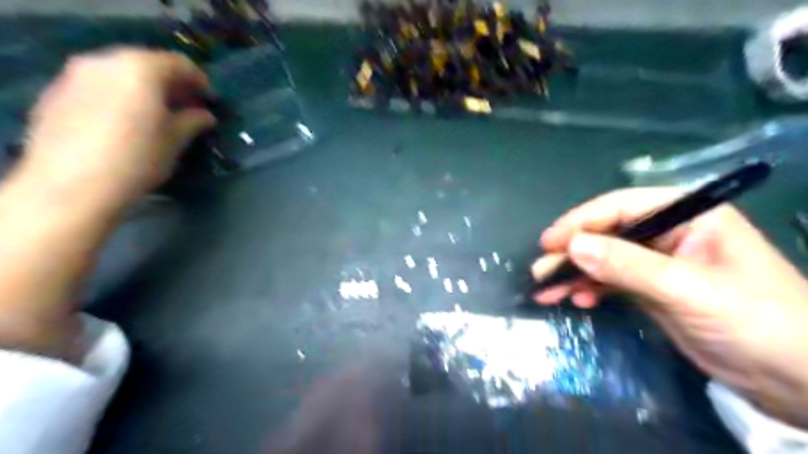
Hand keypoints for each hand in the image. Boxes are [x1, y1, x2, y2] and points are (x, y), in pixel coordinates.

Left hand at [20, 47, 215, 205]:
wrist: (72, 185)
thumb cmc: (138, 159)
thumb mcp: (175, 141)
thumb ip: (193, 121)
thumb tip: (205, 115)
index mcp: (140, 69)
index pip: (178, 63)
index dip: (199, 80)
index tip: (210, 99)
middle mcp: (104, 62)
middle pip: (146, 63)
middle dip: (170, 83)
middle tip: (187, 106)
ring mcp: (76, 75)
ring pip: (120, 72)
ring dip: (144, 88)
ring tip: (159, 113)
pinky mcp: (58, 93)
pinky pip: (99, 85)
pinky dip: (120, 95)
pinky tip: (128, 120)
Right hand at [532, 188, 807, 428]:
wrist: (795, 379)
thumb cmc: (755, 322)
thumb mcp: (687, 290)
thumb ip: (628, 265)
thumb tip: (572, 246)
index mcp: (687, 216)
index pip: (622, 207)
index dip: (582, 221)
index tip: (549, 242)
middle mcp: (669, 233)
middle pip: (607, 234)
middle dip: (572, 253)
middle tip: (540, 271)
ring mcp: (658, 262)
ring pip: (604, 259)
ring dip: (575, 274)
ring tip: (547, 291)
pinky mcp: (652, 289)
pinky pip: (611, 281)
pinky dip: (591, 289)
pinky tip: (577, 300)